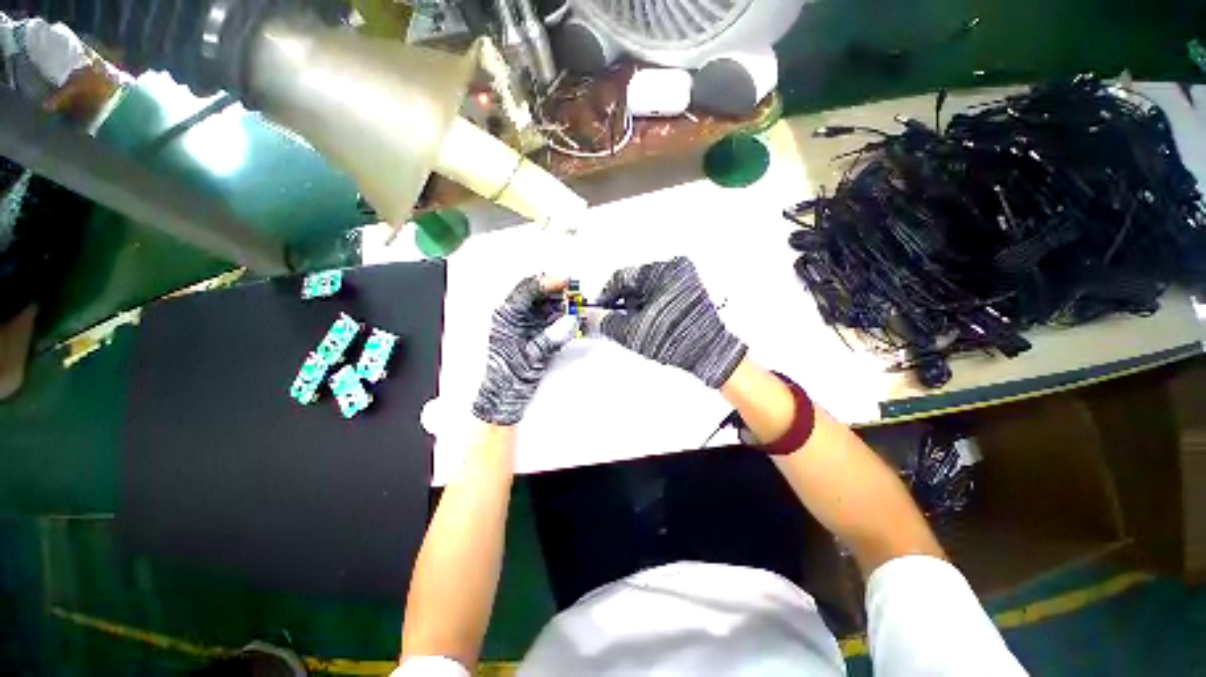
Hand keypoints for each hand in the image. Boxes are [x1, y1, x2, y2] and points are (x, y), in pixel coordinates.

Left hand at [473, 276, 576, 424]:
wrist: (505, 396)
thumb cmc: (509, 376)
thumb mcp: (533, 355)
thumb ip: (553, 336)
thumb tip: (571, 321)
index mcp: (506, 316)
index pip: (527, 289)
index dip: (547, 282)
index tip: (566, 280)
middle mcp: (515, 315)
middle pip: (537, 292)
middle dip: (557, 289)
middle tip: (575, 292)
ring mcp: (525, 321)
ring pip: (545, 302)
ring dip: (562, 301)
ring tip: (576, 304)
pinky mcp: (534, 329)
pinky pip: (550, 315)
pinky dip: (562, 313)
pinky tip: (572, 316)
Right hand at [597, 257, 746, 387]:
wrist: (709, 354)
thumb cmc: (678, 339)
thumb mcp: (634, 332)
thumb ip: (608, 322)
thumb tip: (594, 316)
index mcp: (663, 270)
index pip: (622, 276)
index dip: (606, 294)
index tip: (600, 308)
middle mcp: (676, 269)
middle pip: (635, 283)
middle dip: (626, 304)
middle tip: (624, 323)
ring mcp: (686, 279)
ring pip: (648, 290)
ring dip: (640, 308)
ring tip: (645, 328)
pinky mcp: (690, 291)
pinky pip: (661, 295)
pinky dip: (652, 308)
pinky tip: (655, 325)